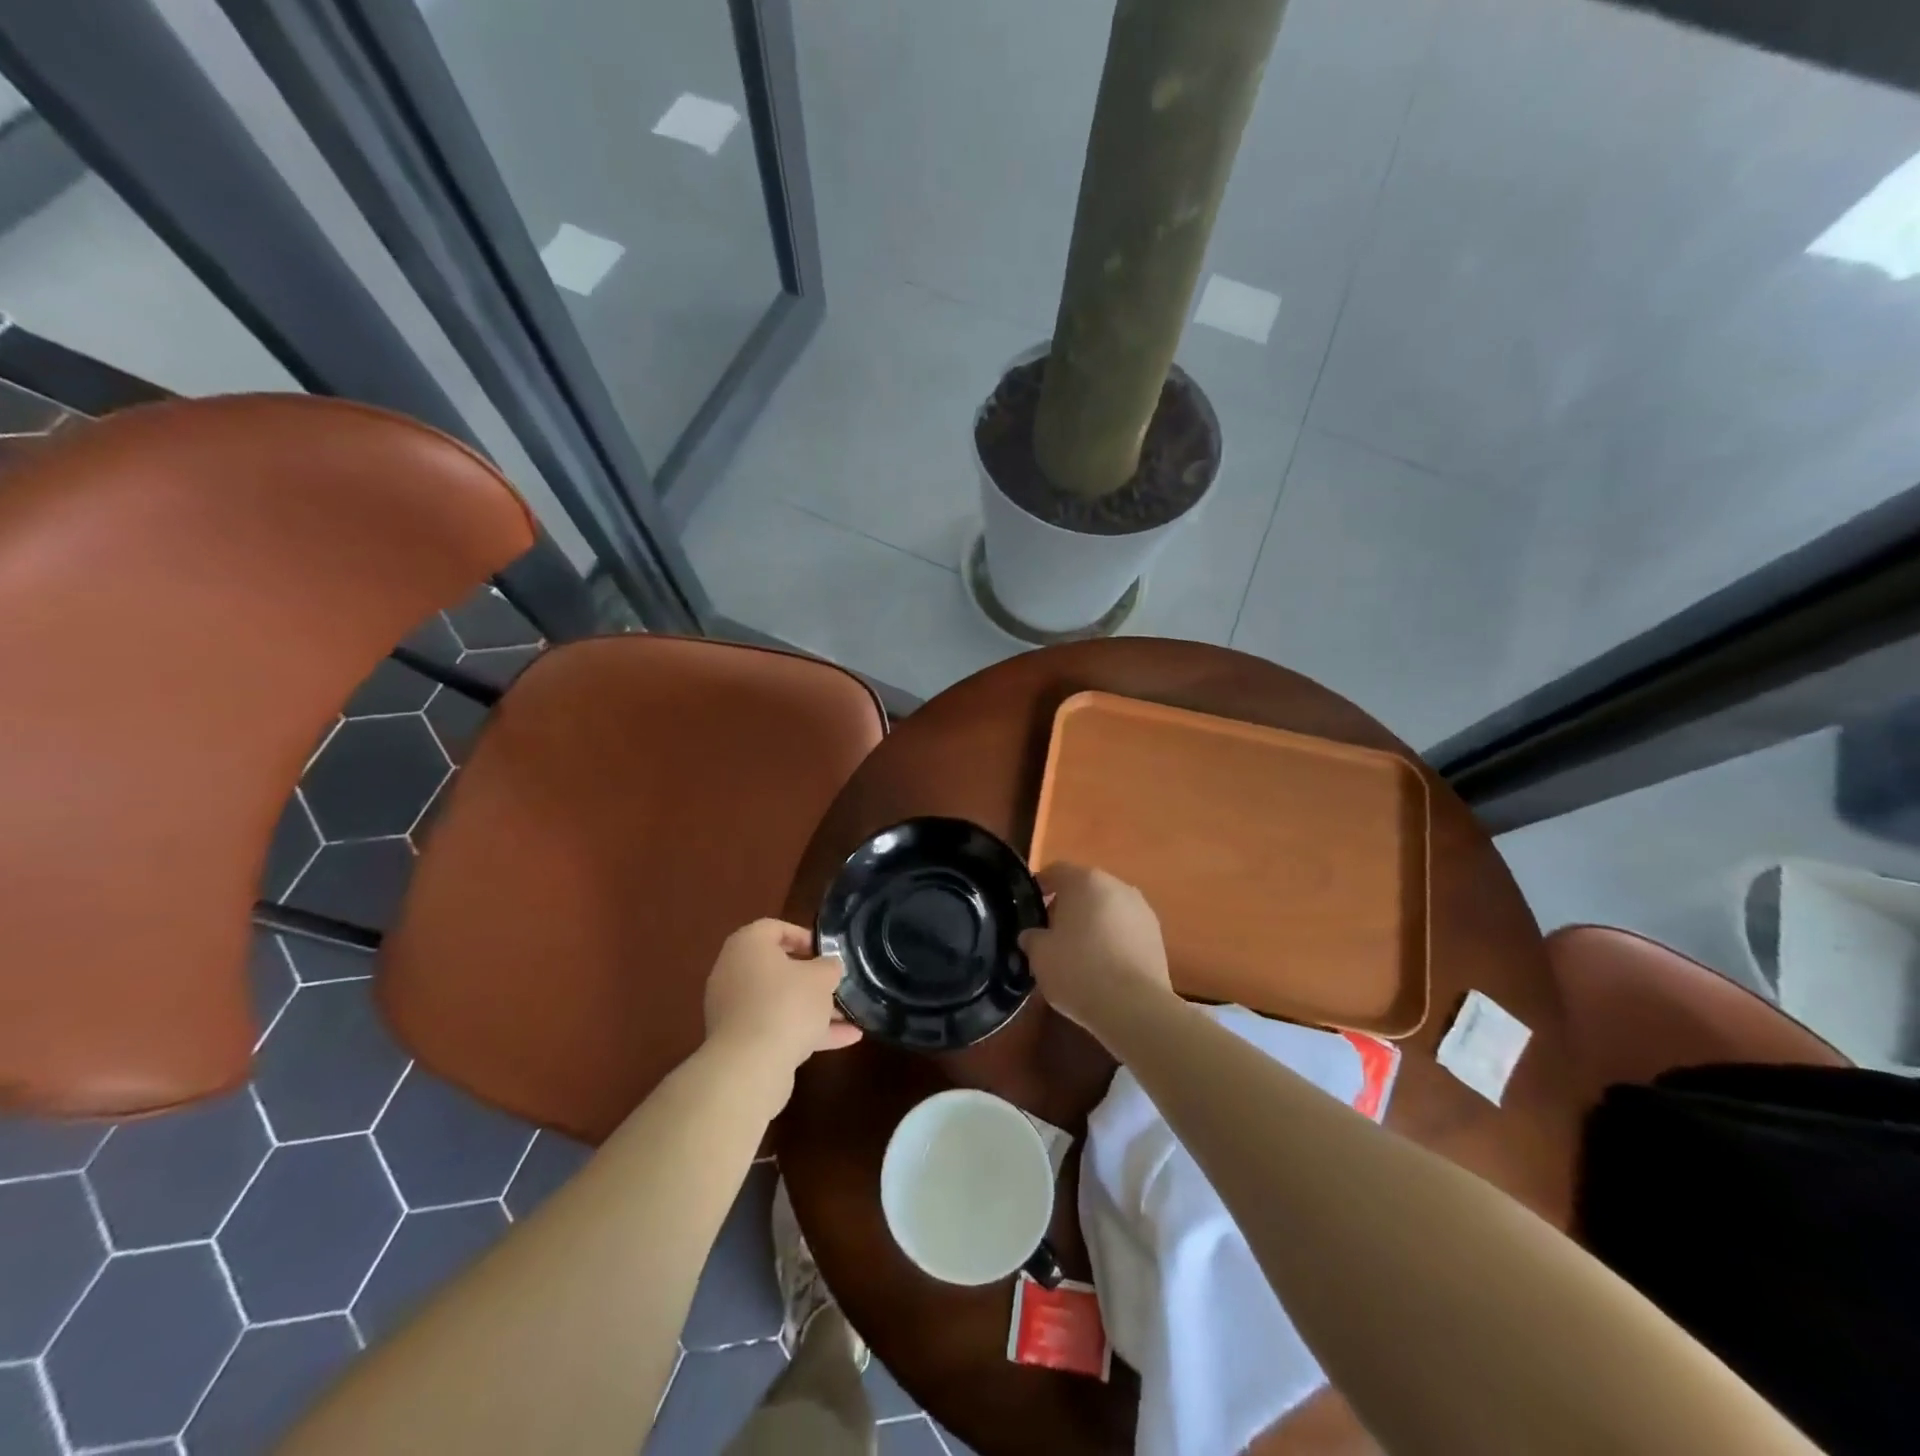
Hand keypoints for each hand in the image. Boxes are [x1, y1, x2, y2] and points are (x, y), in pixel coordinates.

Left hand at [703, 920, 860, 1095]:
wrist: (750, 1066)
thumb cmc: (786, 1004)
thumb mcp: (821, 978)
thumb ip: (829, 966)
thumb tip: (828, 966)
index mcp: (747, 946)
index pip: (774, 928)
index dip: (803, 935)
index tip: (826, 951)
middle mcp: (734, 973)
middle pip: (777, 968)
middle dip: (811, 978)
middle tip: (836, 982)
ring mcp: (734, 1010)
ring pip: (779, 1002)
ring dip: (813, 1008)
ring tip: (851, 1015)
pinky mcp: (740, 1042)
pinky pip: (777, 1027)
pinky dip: (806, 1031)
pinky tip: (846, 1039)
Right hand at [1018, 863, 1172, 1033]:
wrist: (1134, 1006)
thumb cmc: (1078, 970)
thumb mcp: (1039, 955)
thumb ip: (1032, 938)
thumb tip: (1033, 935)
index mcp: (1085, 880)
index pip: (1056, 871)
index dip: (1040, 887)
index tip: (1031, 907)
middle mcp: (1117, 886)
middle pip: (1085, 888)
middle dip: (1068, 906)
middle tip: (1052, 932)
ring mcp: (1142, 910)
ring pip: (1108, 908)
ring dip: (1093, 922)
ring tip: (1079, 952)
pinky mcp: (1157, 936)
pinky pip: (1126, 929)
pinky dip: (1112, 939)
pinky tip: (1104, 966)